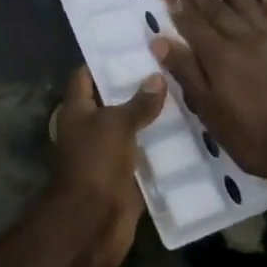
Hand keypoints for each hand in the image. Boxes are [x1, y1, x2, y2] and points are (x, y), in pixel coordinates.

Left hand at [49, 64, 167, 266]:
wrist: (92, 221)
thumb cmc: (95, 162)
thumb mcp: (116, 124)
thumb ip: (138, 102)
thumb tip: (157, 76)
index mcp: (77, 110)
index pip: (85, 76)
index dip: (104, 60)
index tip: (133, 45)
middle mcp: (90, 128)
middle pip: (113, 101)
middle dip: (137, 87)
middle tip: (170, 67)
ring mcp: (108, 153)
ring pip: (132, 128)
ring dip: (153, 117)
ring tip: (186, 93)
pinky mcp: (126, 176)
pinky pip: (145, 155)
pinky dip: (161, 146)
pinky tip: (189, 131)